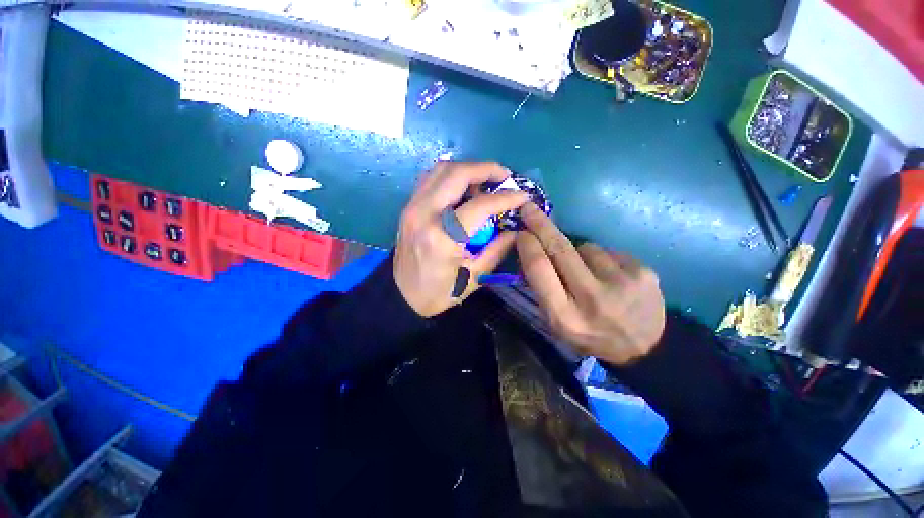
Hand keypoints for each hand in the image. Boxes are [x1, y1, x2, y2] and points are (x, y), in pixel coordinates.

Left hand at [394, 161, 529, 316]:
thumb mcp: (474, 277)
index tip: (522, 195)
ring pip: (441, 169)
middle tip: (504, 176)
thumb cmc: (438, 291)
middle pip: (457, 174)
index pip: (480, 205)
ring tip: (485, 181)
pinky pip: (430, 178)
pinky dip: (450, 175)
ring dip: (467, 169)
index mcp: (443, 237)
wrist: (401, 294)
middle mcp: (424, 214)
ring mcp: (412, 207)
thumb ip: (497, 250)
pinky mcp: (408, 206)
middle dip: (486, 168)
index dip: (506, 198)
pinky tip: (463, 188)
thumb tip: (515, 230)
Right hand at [516, 204, 665, 365]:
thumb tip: (531, 252)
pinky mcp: (644, 273)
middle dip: (541, 225)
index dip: (527, 245)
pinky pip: (609, 252)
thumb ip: (543, 289)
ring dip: (581, 254)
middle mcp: (591, 298)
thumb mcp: (557, 323)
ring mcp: (621, 284)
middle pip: (560, 248)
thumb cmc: (590, 335)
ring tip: (591, 274)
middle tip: (529, 208)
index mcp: (564, 315)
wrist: (645, 348)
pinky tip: (612, 277)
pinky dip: (604, 260)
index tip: (521, 232)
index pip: (539, 268)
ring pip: (587, 247)